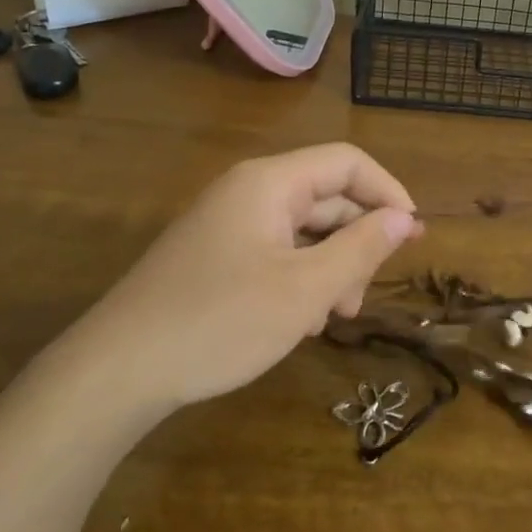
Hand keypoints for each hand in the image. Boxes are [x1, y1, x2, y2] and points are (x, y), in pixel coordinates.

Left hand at [65, 143, 422, 409]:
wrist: (118, 369)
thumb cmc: (220, 321)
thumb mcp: (305, 289)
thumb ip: (361, 248)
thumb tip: (404, 218)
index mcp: (270, 182)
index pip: (348, 162)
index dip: (388, 193)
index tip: (413, 238)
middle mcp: (248, 191)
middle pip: (325, 198)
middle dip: (356, 243)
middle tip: (362, 298)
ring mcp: (227, 223)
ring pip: (301, 230)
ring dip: (329, 267)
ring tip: (332, 317)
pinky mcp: (214, 255)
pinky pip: (274, 252)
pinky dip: (299, 278)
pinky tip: (299, 321)